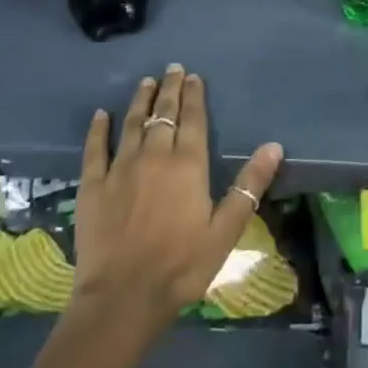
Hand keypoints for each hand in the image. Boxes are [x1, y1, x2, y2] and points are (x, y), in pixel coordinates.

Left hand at [72, 64, 282, 329]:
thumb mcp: (225, 230)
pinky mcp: (92, 186)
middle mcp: (154, 156)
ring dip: (140, 101)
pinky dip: (98, 130)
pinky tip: (101, 115)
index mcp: (188, 165)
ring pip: (132, 124)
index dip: (194, 96)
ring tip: (145, 82)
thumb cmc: (181, 266)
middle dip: (169, 89)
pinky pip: (95, 149)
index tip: (193, 76)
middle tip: (172, 68)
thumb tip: (274, 146)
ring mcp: (120, 168)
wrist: (122, 298)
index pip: (193, 119)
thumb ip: (249, 186)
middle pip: (163, 115)